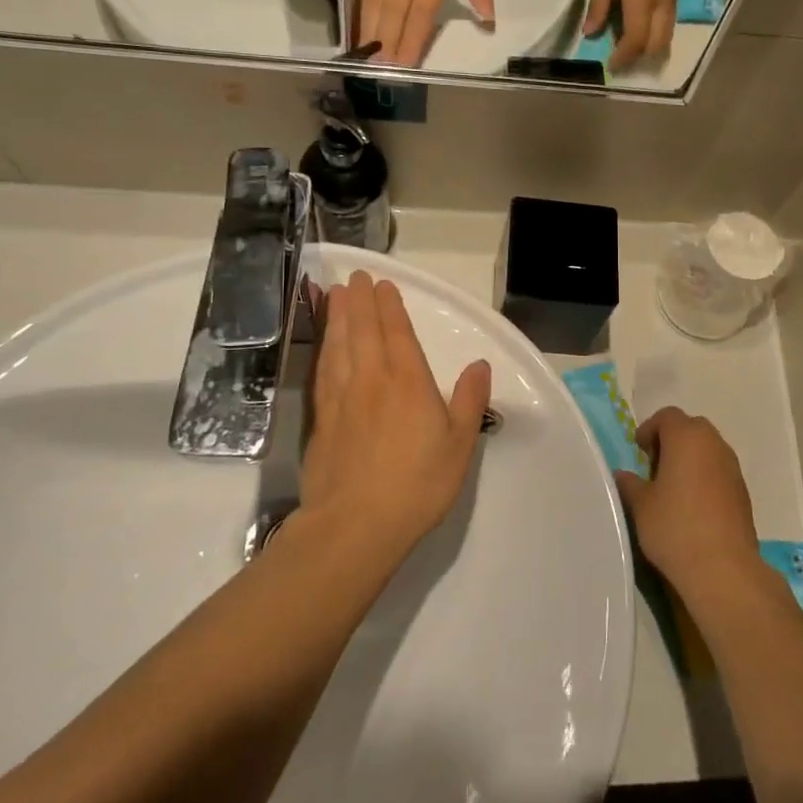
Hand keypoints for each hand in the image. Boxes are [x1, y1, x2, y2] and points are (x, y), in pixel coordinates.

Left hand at [301, 271, 491, 561]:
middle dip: (360, 301)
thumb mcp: (459, 445)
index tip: (382, 284)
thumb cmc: (417, 485)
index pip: (397, 333)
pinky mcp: (322, 418)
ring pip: (338, 345)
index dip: (389, 306)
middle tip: (355, 277)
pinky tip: (323, 343)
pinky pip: (322, 370)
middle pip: (363, 330)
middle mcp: (372, 379)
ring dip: (338, 316)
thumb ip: (468, 401)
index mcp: (409, 382)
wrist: (356, 525)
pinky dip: (323, 348)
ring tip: (335, 294)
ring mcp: (342, 397)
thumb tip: (480, 365)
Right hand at [358, 0, 493, 65]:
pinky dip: (360, 12)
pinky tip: (358, 28)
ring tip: (366, 57)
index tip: (405, 65)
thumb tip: (488, 18)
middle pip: (394, 16)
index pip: (421, 14)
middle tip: (381, 72)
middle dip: (387, 45)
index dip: (412, 42)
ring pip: (376, 6)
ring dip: (370, 33)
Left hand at [585, 0, 677, 70]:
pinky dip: (654, 30)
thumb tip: (591, 34)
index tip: (610, 65)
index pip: (637, 41)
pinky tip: (636, 25)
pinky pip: (667, 19)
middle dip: (640, 57)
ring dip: (649, 45)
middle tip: (619, 59)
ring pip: (666, 33)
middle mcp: (663, 0)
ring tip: (626, 46)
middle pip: (658, 44)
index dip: (624, 57)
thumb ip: (599, 4)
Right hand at [614, 407, 763, 608]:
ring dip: (691, 459)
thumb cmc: (675, 527)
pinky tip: (693, 505)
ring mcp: (732, 468)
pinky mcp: (743, 492)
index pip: (667, 416)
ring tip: (673, 487)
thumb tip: (622, 475)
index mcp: (686, 437)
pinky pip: (720, 471)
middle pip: (691, 428)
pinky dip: (706, 477)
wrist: (723, 568)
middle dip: (672, 440)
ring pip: (709, 449)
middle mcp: (714, 444)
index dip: (650, 429)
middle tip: (655, 465)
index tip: (639, 451)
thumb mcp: (641, 505)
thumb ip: (630, 484)